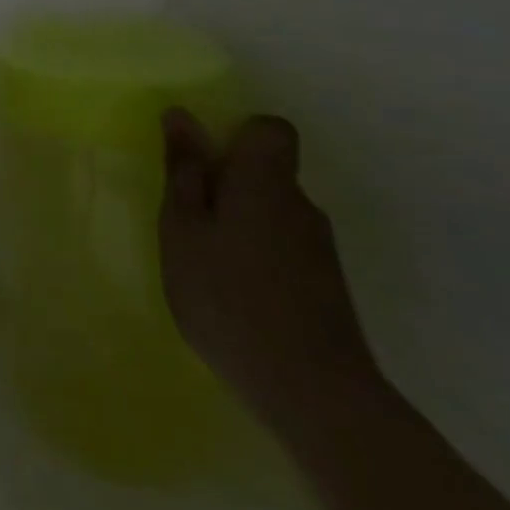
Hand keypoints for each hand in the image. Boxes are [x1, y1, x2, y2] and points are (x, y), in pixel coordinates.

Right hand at [159, 109, 380, 429]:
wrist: (314, 395)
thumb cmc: (228, 295)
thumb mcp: (183, 227)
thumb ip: (183, 171)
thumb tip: (182, 115)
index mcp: (265, 183)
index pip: (269, 130)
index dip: (236, 134)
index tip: (203, 161)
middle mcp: (302, 206)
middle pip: (267, 173)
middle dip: (226, 183)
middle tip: (185, 218)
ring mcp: (320, 250)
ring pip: (272, 212)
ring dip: (238, 222)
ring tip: (204, 261)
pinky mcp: (327, 287)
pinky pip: (283, 247)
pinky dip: (255, 255)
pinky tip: (233, 292)